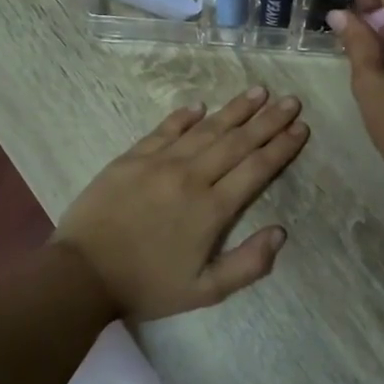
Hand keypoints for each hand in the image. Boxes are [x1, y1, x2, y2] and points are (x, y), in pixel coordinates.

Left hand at [54, 87, 307, 323]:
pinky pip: (164, 130)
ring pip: (206, 129)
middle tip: (291, 100)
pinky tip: (200, 105)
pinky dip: (184, 116)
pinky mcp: (131, 158)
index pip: (256, 168)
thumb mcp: (204, 291)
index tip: (301, 128)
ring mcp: (159, 163)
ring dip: (235, 110)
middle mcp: (191, 177)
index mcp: (212, 209)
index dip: (281, 147)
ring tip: (258, 91)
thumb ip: (247, 265)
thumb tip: (280, 232)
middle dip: (268, 120)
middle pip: (237, 142)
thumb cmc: (146, 286)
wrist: (81, 274)